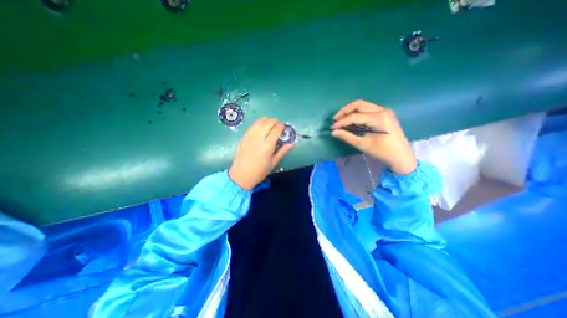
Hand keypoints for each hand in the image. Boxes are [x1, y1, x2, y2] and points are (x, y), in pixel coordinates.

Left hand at [228, 118, 293, 190]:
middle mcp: (258, 139)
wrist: (241, 175)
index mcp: (267, 147)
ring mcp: (249, 137)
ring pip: (259, 122)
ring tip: (270, 123)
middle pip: (267, 123)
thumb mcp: (273, 163)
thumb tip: (292, 143)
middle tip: (278, 124)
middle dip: (275, 121)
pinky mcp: (243, 137)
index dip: (281, 126)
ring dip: (266, 120)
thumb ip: (283, 151)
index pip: (276, 130)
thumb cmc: (260, 171)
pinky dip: (258, 123)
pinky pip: (252, 126)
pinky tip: (261, 126)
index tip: (284, 127)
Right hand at [333, 99, 415, 174]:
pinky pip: (367, 109)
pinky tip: (351, 120)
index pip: (355, 116)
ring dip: (350, 111)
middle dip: (345, 111)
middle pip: (359, 104)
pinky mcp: (384, 114)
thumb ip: (347, 137)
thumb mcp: (363, 145)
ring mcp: (385, 111)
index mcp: (379, 119)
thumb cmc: (383, 152)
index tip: (332, 128)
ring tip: (341, 119)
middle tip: (335, 120)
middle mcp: (382, 111)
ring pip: (363, 105)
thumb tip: (333, 132)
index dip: (342, 122)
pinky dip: (357, 113)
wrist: (402, 156)